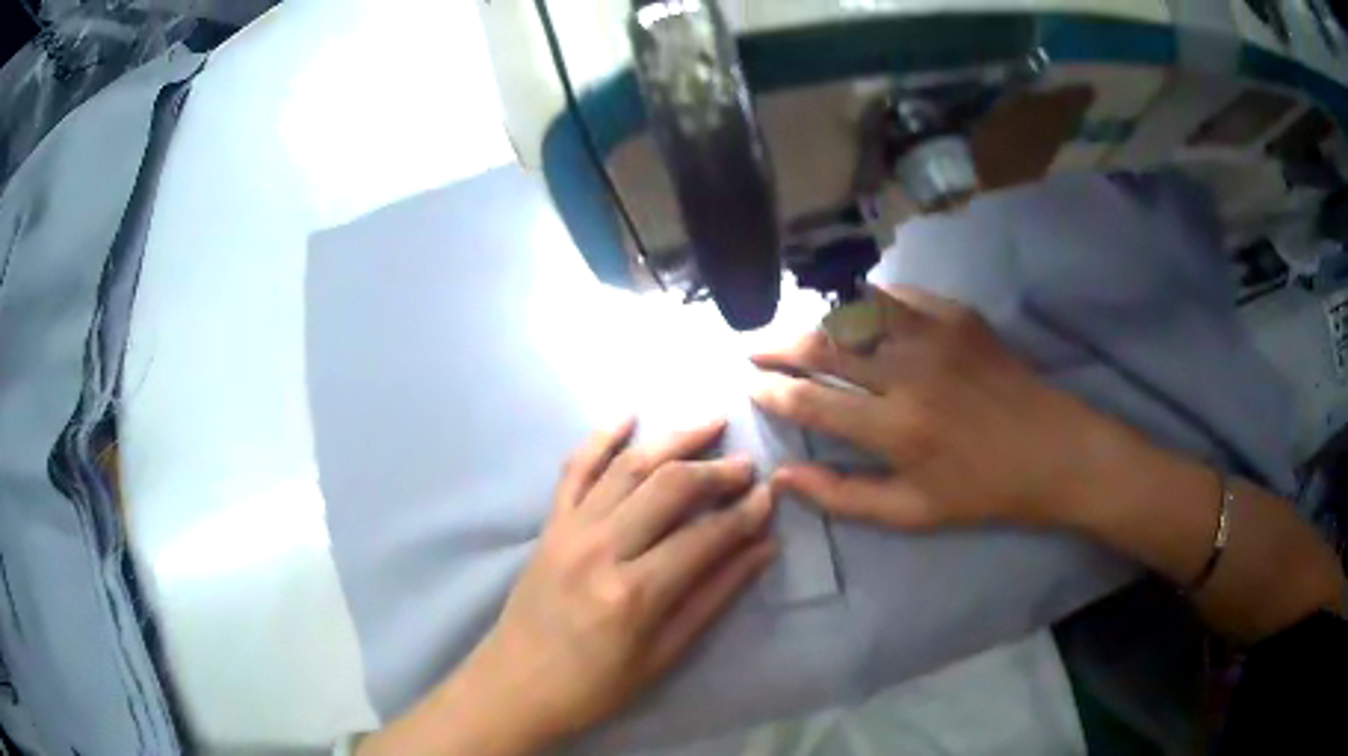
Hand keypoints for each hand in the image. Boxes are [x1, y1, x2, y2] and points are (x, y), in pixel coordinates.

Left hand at [363, 418, 777, 755]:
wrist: (516, 685)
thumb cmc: (595, 686)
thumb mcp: (664, 655)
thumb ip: (714, 597)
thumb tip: (762, 549)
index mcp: (634, 593)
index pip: (704, 537)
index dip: (744, 514)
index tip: (770, 496)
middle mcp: (600, 548)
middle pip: (668, 488)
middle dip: (715, 470)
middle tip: (747, 463)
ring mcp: (569, 530)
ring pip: (627, 467)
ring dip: (672, 439)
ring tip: (710, 422)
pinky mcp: (549, 525)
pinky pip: (575, 469)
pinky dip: (600, 437)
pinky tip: (628, 415)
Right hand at [750, 285, 1094, 530]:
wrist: (1052, 450)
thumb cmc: (982, 490)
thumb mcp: (912, 513)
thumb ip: (842, 497)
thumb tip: (783, 478)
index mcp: (894, 429)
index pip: (811, 402)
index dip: (772, 393)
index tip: (750, 386)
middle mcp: (907, 373)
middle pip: (824, 347)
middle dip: (779, 346)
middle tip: (755, 348)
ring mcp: (934, 335)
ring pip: (855, 313)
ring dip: (817, 319)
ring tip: (798, 329)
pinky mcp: (957, 315)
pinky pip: (897, 297)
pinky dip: (867, 302)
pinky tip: (854, 311)